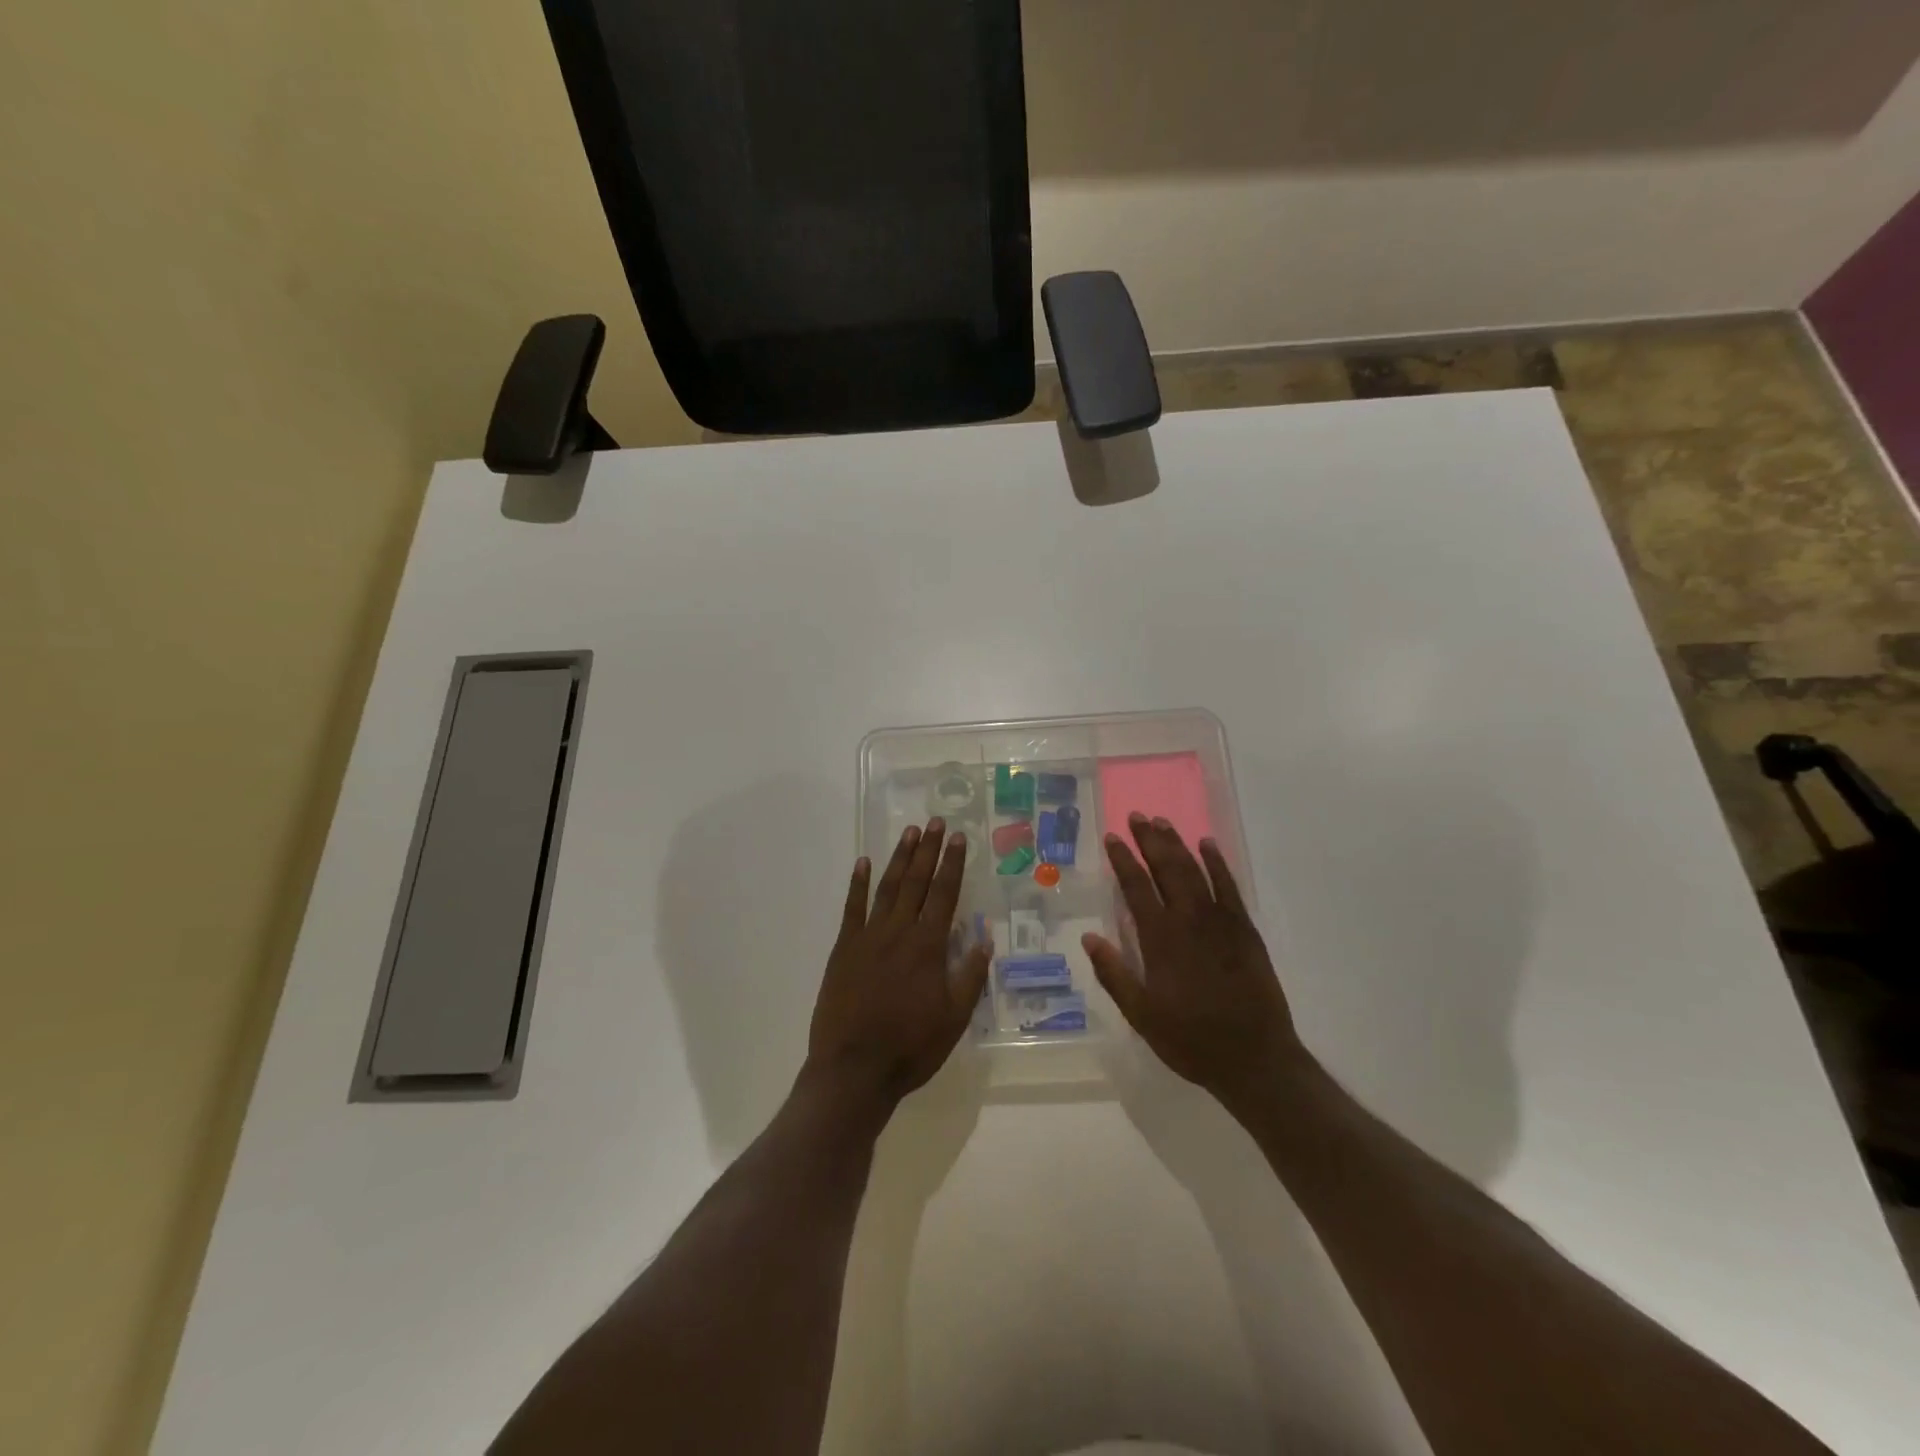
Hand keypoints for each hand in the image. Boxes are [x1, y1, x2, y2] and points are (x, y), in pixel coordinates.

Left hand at [806, 818, 991, 1109]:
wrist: (854, 1069)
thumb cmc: (911, 1047)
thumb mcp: (954, 1018)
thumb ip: (970, 975)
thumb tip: (984, 937)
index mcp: (928, 946)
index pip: (945, 894)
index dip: (953, 864)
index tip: (959, 837)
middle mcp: (899, 932)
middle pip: (917, 882)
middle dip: (928, 850)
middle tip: (936, 822)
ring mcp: (868, 937)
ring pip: (887, 887)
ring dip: (899, 859)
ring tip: (910, 833)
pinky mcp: (844, 948)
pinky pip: (852, 908)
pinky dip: (857, 884)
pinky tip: (862, 863)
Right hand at [1083, 814, 1302, 1112]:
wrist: (1256, 1059)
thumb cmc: (1191, 1040)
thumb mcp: (1142, 1015)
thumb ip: (1115, 975)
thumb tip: (1089, 937)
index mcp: (1161, 940)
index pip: (1137, 888)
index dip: (1123, 860)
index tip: (1113, 837)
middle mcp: (1189, 921)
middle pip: (1168, 869)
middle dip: (1151, 841)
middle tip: (1138, 816)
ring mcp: (1221, 922)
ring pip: (1196, 871)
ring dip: (1178, 844)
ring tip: (1162, 822)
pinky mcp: (1245, 930)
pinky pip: (1229, 887)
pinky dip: (1217, 864)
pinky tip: (1207, 845)